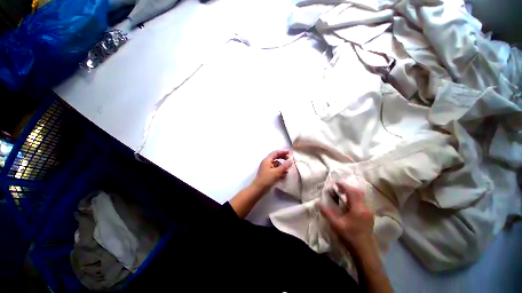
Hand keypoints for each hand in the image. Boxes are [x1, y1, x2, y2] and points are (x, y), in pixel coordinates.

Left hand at [252, 149, 292, 191]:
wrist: (258, 189)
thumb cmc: (267, 179)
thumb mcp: (277, 172)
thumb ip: (284, 166)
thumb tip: (291, 161)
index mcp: (267, 160)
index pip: (276, 152)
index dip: (283, 152)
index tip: (290, 153)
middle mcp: (267, 162)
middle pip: (276, 157)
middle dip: (283, 158)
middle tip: (290, 160)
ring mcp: (267, 168)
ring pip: (276, 164)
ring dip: (282, 166)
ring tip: (288, 170)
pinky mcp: (268, 173)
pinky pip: (275, 170)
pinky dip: (280, 171)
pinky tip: (284, 175)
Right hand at [320, 180, 374, 252]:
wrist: (364, 251)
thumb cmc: (350, 237)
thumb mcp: (336, 225)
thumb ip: (327, 213)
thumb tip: (318, 203)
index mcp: (358, 209)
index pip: (352, 192)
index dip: (344, 185)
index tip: (336, 182)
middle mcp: (365, 208)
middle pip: (358, 192)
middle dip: (348, 187)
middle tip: (338, 186)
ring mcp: (368, 212)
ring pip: (361, 197)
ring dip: (352, 192)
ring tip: (342, 192)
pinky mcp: (368, 216)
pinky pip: (362, 202)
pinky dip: (354, 198)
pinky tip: (348, 202)